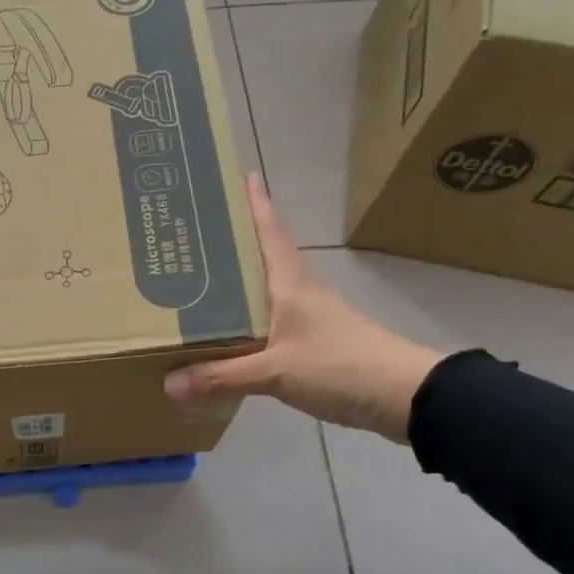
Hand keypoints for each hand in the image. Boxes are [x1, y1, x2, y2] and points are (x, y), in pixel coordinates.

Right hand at [163, 173, 445, 441]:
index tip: (242, 176)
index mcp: (291, 285)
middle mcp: (300, 295)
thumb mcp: (276, 371)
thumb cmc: (340, 365)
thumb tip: (169, 383)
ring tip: (200, 286)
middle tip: (195, 236)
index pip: (270, 234)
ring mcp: (310, 321)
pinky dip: (247, 325)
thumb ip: (223, 376)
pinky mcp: (314, 347)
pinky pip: (269, 327)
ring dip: (238, 287)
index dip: (257, 205)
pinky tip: (229, 338)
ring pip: (265, 295)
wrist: (404, 397)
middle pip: (263, 260)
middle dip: (234, 246)